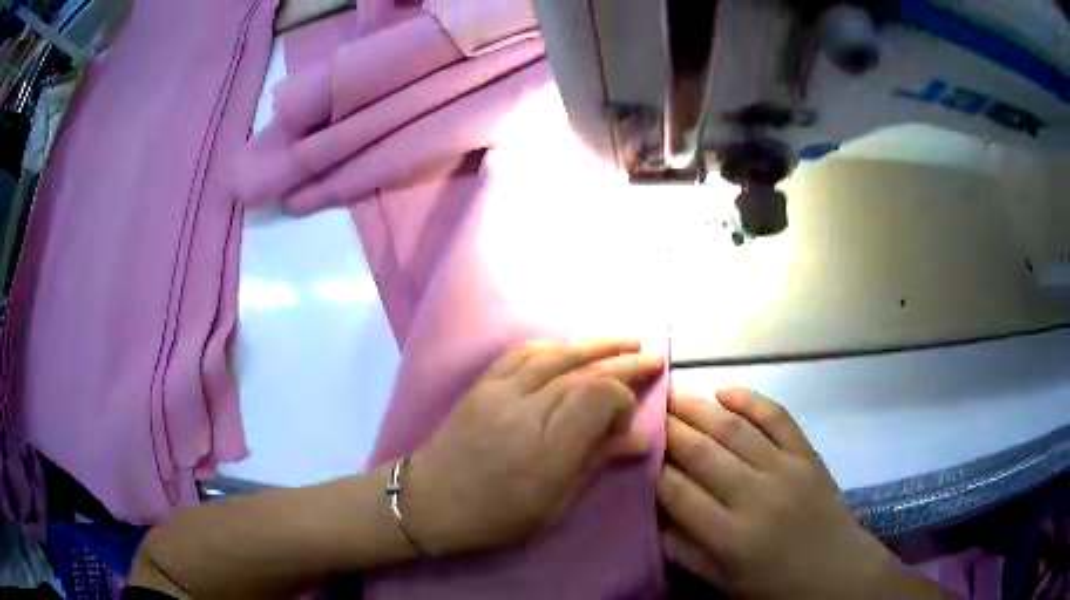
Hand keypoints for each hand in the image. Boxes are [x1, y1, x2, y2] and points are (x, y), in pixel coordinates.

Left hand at [405, 339, 663, 555]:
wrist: (430, 500)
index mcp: (547, 447)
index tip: (626, 421)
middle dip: (624, 361)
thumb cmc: (496, 515)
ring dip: (595, 344)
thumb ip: (596, 461)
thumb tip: (641, 437)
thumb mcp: (555, 502)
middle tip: (653, 357)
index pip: (600, 396)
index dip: (623, 399)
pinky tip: (571, 348)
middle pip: (584, 370)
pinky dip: (556, 347)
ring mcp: (501, 390)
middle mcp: (526, 408)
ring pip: (557, 354)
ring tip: (624, 342)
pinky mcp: (484, 383)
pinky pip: (525, 353)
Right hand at [656, 388, 902, 599]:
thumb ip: (685, 552)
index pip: (677, 493)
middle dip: (669, 429)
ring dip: (699, 408)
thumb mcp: (724, 583)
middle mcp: (755, 497)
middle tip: (645, 410)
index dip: (653, 469)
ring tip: (673, 393)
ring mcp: (786, 470)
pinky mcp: (808, 456)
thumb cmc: (775, 587)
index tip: (636, 450)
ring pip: (734, 430)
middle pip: (702, 453)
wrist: (838, 574)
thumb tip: (652, 518)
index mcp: (730, 537)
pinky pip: (778, 418)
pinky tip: (726, 390)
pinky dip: (751, 400)